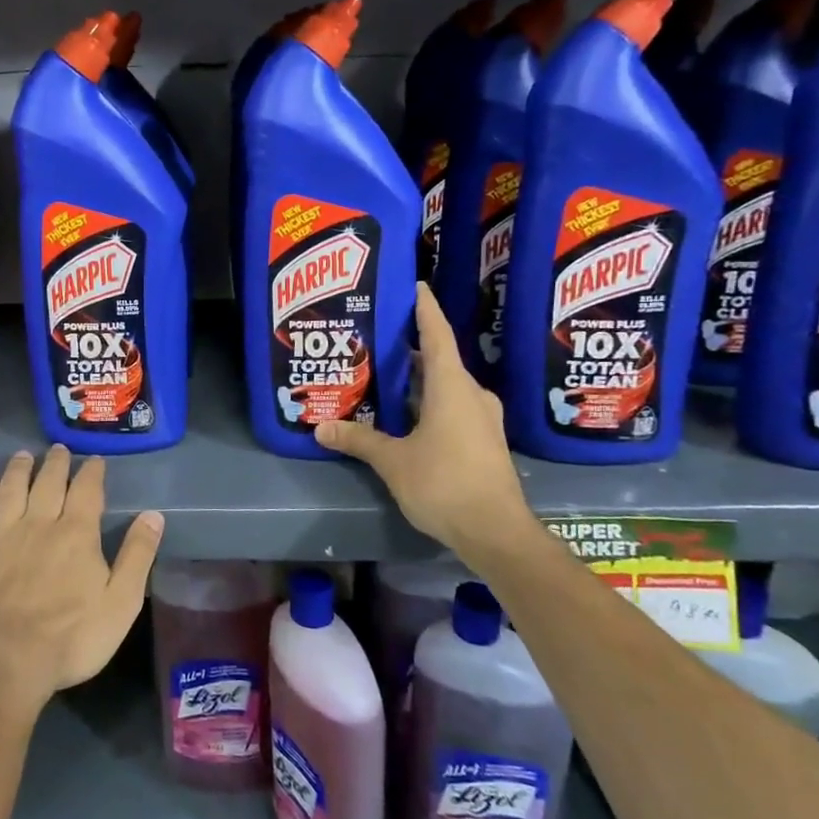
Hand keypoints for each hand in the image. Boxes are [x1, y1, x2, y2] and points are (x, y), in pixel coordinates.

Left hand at [0, 445, 163, 714]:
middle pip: (48, 481)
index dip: (92, 472)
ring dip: (20, 468)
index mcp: (76, 533)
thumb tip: (154, 515)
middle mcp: (39, 522)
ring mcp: (3, 534)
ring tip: (24, 455)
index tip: (96, 461)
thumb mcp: (120, 603)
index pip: (87, 489)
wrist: (3, 663)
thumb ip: (137, 556)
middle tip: (60, 450)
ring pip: (12, 487)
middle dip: (57, 463)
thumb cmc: (70, 639)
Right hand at [315, 283, 532, 556]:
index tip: (414, 285)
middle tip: (376, 336)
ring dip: (418, 378)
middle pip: (439, 359)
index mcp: (452, 386)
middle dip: (410, 347)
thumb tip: (321, 428)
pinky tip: (404, 413)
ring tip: (383, 373)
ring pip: (446, 386)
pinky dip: (428, 401)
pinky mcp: (483, 440)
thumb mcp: (393, 461)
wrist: (497, 532)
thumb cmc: (445, 483)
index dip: (424, 308)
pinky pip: (452, 406)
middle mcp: (472, 394)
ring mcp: (482, 418)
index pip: (437, 334)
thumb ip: (358, 440)